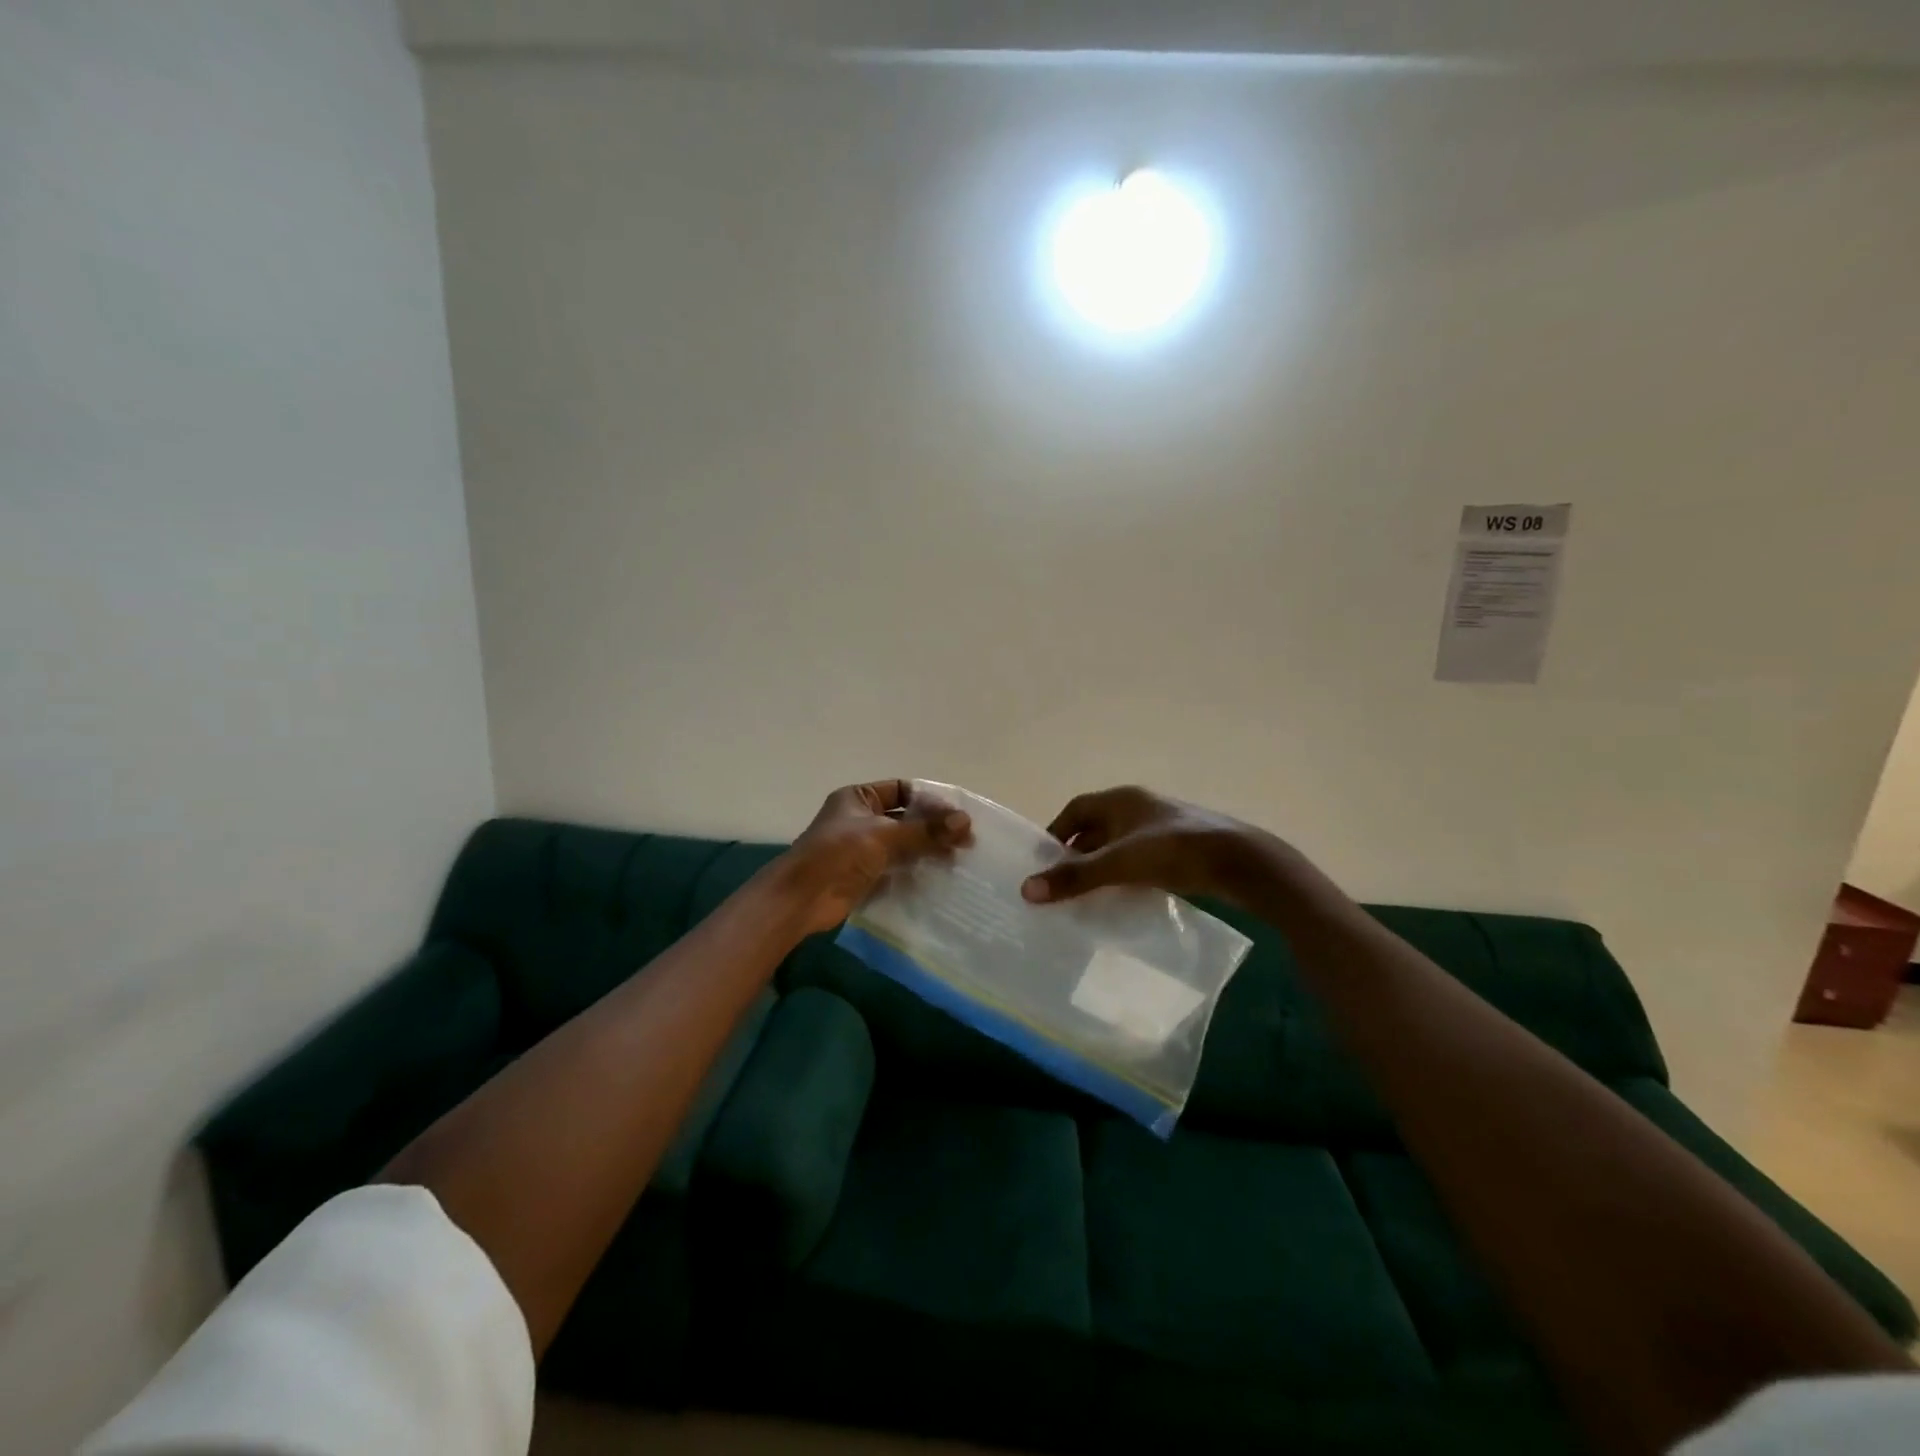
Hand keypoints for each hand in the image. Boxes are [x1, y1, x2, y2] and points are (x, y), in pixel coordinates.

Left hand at [782, 779, 971, 935]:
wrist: (803, 898)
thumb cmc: (839, 853)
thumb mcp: (884, 835)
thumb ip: (925, 830)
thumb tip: (966, 821)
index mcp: (859, 797)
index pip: (903, 790)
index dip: (930, 800)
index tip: (958, 815)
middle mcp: (861, 818)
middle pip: (906, 818)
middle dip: (934, 828)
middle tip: (966, 841)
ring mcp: (864, 848)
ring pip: (904, 844)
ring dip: (929, 850)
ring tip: (960, 859)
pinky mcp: (867, 874)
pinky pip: (898, 868)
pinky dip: (917, 870)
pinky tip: (941, 876)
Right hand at [1020, 785, 1272, 906]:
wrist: (1239, 862)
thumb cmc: (1174, 851)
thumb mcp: (1119, 864)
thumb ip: (1075, 877)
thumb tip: (1026, 889)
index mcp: (1121, 799)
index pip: (1076, 809)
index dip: (1057, 832)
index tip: (1044, 861)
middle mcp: (1139, 807)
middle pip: (1097, 828)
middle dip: (1078, 855)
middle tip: (1061, 885)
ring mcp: (1162, 827)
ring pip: (1119, 845)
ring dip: (1102, 866)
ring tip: (1087, 896)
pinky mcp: (1180, 849)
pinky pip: (1140, 859)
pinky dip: (1126, 875)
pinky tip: (1123, 898)